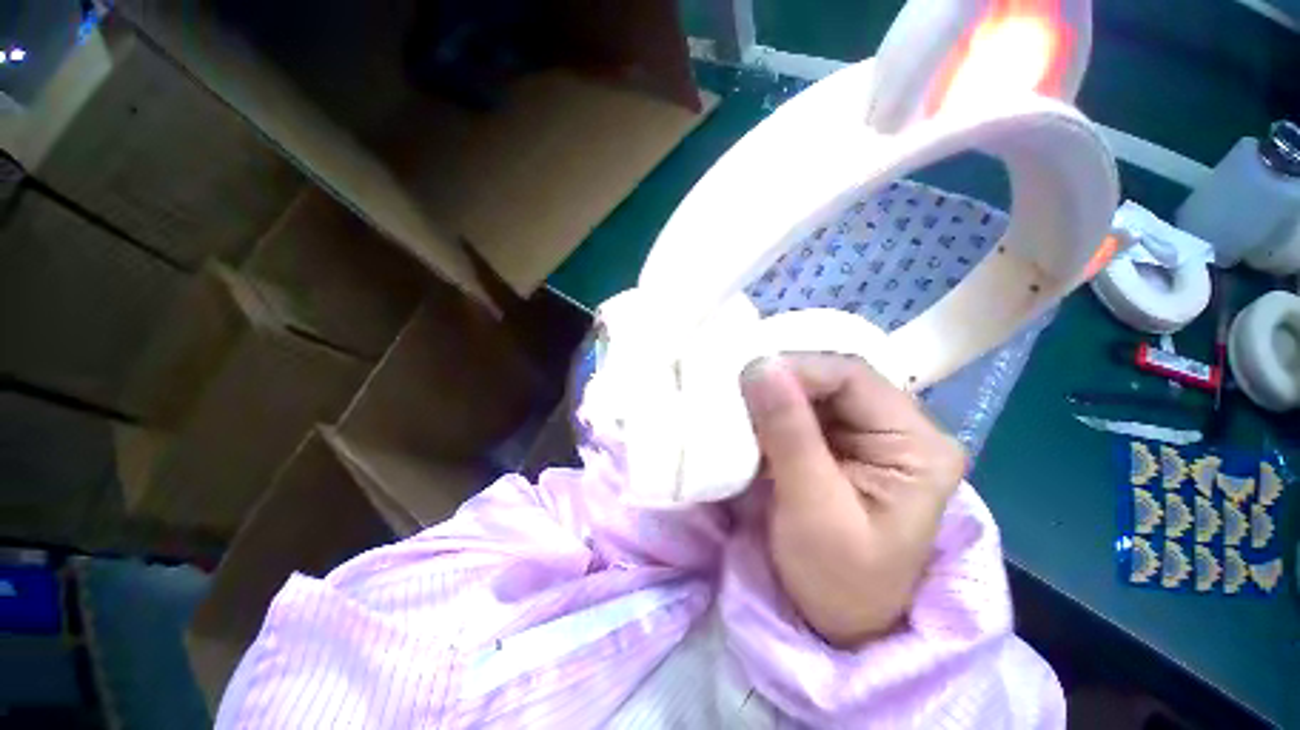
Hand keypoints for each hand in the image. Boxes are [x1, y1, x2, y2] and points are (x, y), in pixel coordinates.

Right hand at [740, 354, 964, 648]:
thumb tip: (761, 367)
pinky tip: (749, 418)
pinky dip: (771, 410)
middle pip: (832, 378)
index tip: (747, 382)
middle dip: (782, 382)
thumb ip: (789, 434)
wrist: (835, 621)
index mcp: (917, 445)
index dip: (798, 370)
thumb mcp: (813, 509)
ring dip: (773, 395)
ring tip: (738, 405)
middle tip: (737, 394)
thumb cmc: (836, 578)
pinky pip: (801, 410)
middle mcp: (899, 428)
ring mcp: (867, 434)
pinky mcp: (838, 443)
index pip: (853, 377)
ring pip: (813, 390)